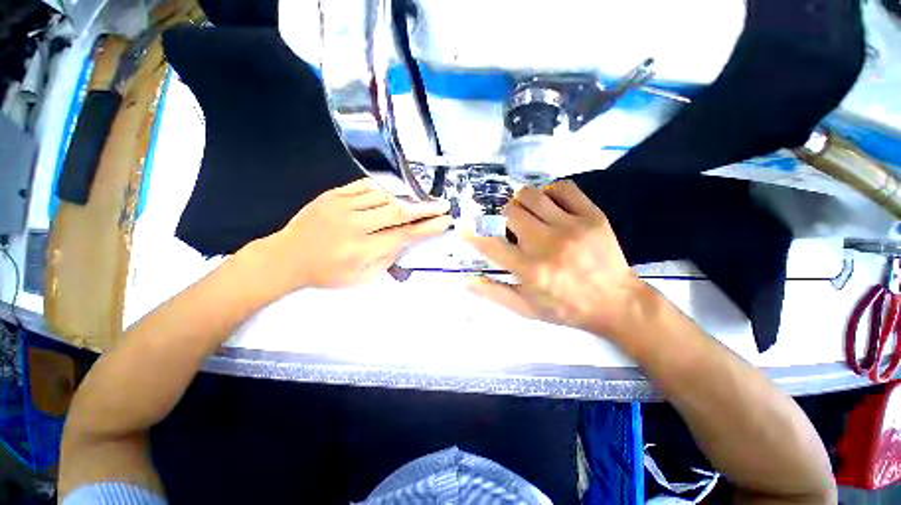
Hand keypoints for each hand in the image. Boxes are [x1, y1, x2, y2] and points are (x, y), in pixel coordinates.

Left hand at [242, 178, 451, 293]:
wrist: (287, 257)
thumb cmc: (327, 273)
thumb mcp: (361, 278)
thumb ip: (387, 259)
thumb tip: (405, 240)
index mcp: (362, 249)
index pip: (403, 235)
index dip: (427, 228)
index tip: (444, 221)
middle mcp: (355, 225)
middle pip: (398, 212)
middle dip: (425, 208)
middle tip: (443, 205)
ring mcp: (342, 206)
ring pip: (385, 196)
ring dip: (407, 198)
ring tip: (421, 200)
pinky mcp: (333, 195)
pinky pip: (365, 186)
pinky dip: (384, 188)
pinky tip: (394, 192)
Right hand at [465, 180, 644, 338]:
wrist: (617, 302)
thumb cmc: (566, 308)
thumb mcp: (526, 309)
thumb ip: (494, 293)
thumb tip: (466, 280)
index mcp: (530, 271)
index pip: (491, 244)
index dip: (473, 234)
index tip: (466, 227)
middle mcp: (547, 245)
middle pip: (509, 213)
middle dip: (502, 218)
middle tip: (509, 227)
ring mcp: (571, 227)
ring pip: (531, 195)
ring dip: (520, 202)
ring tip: (526, 213)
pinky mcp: (592, 216)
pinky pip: (563, 188)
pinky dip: (550, 192)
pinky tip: (549, 205)